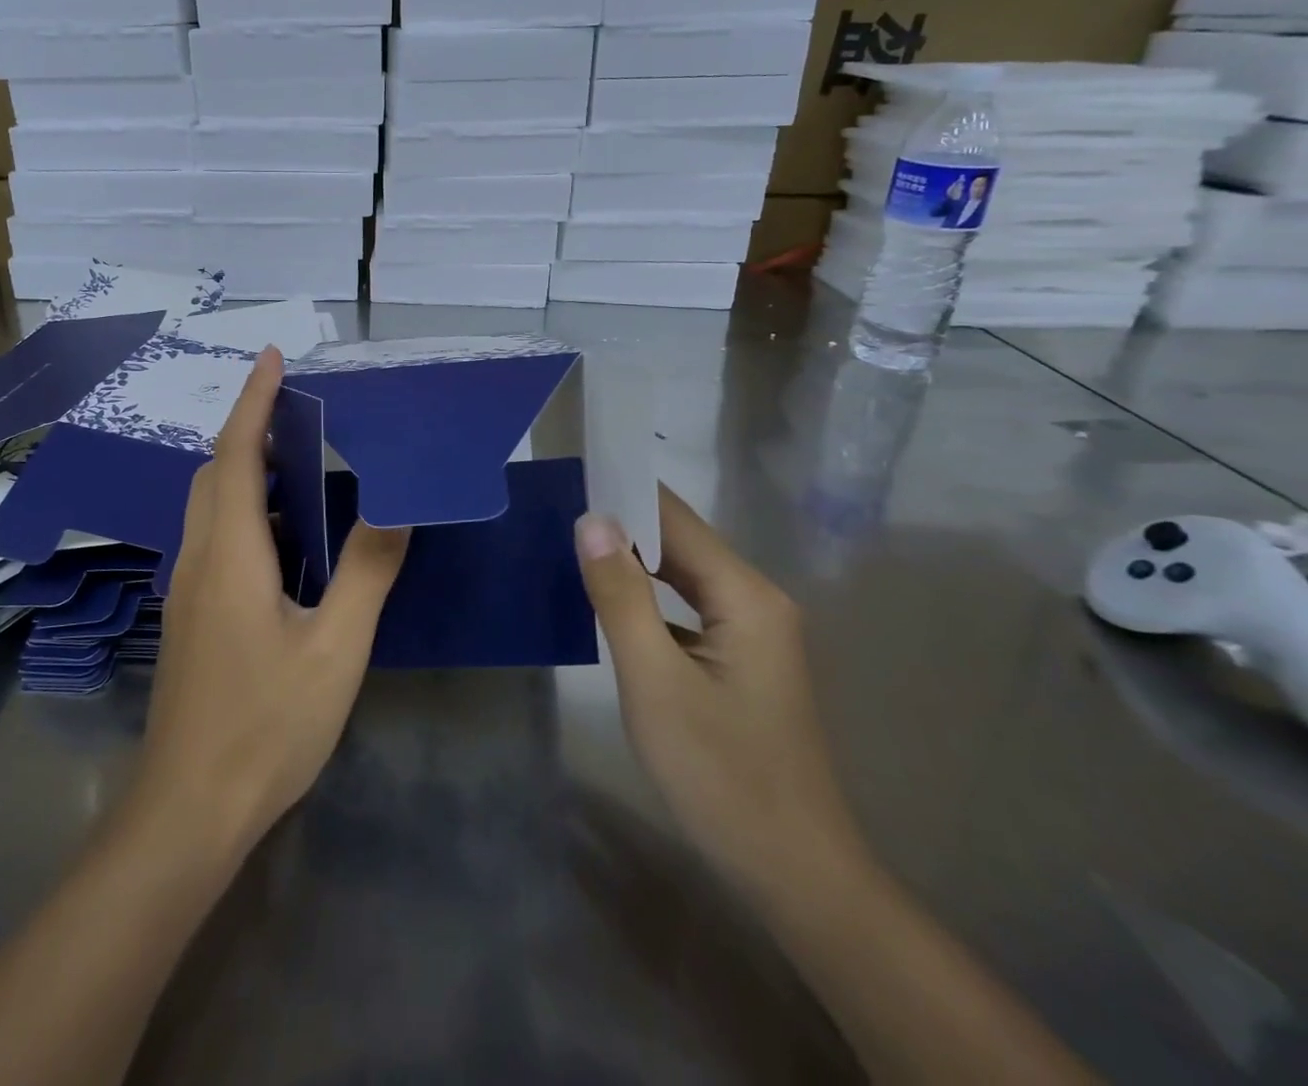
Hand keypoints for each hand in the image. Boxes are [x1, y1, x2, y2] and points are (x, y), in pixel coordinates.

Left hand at [133, 345, 410, 857]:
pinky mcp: (190, 616)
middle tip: (300, 415)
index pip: (235, 454)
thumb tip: (395, 508)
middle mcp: (198, 558)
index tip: (272, 357)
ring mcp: (187, 589)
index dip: (252, 401)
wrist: (190, 808)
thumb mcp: (335, 647)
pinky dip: (243, 510)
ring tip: (299, 465)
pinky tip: (284, 538)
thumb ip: (366, 572)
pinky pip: (214, 538)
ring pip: (208, 506)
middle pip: (213, 473)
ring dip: (245, 471)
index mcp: (230, 552)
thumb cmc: (266, 724)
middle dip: (249, 431)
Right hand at [574, 485, 865, 904]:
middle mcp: (756, 600)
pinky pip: (687, 608)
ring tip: (570, 543)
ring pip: (683, 576)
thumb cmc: (721, 774)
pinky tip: (610, 601)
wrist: (794, 873)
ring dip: (632, 559)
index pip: (676, 518)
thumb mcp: (655, 681)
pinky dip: (648, 596)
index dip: (623, 493)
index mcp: (746, 595)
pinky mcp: (741, 659)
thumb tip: (591, 519)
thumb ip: (621, 596)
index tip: (569, 477)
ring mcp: (753, 632)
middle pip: (681, 542)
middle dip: (623, 523)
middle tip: (555, 510)